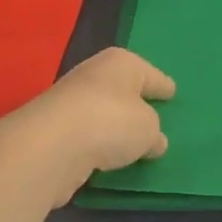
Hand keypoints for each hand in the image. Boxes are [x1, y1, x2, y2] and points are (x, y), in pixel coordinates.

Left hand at [12, 47, 175, 201]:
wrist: (50, 147)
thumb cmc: (111, 122)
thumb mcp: (148, 129)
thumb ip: (153, 134)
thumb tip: (153, 141)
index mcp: (122, 63)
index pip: (150, 74)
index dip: (162, 85)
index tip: (172, 93)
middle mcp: (94, 75)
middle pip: (123, 89)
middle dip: (136, 103)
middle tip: (153, 118)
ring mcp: (70, 102)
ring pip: (102, 112)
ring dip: (114, 126)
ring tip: (131, 144)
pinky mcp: (54, 131)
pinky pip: (86, 135)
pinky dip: (96, 144)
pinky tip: (106, 157)